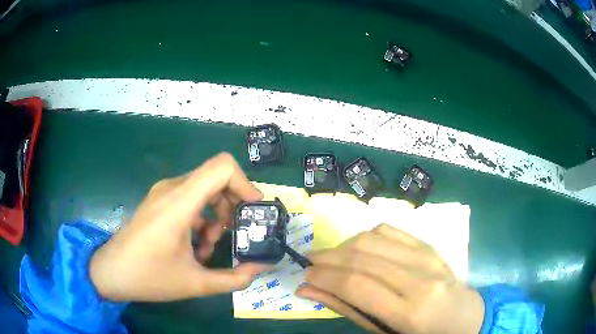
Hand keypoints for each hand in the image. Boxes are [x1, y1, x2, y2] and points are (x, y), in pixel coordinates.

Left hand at [90, 152, 267, 301]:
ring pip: (204, 188)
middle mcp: (172, 188)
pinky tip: (196, 244)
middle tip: (236, 232)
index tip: (254, 211)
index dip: (245, 184)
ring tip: (211, 244)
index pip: (222, 167)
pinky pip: (190, 198)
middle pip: (216, 177)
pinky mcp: (159, 201)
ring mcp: (163, 193)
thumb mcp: (195, 283)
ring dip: (217, 214)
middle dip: (233, 205)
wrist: (111, 272)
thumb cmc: (149, 276)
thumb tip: (259, 269)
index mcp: (180, 202)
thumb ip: (233, 278)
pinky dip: (202, 216)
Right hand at [297, 224, 483, 333]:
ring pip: (374, 238)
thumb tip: (309, 290)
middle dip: (328, 257)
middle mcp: (420, 279)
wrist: (465, 318)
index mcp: (410, 311)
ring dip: (344, 245)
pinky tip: (358, 248)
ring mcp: (428, 258)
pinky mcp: (430, 247)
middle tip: (310, 262)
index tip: (305, 274)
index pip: (356, 284)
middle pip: (362, 257)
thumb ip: (348, 310)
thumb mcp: (384, 333)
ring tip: (331, 257)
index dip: (325, 275)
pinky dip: (367, 236)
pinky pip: (391, 230)